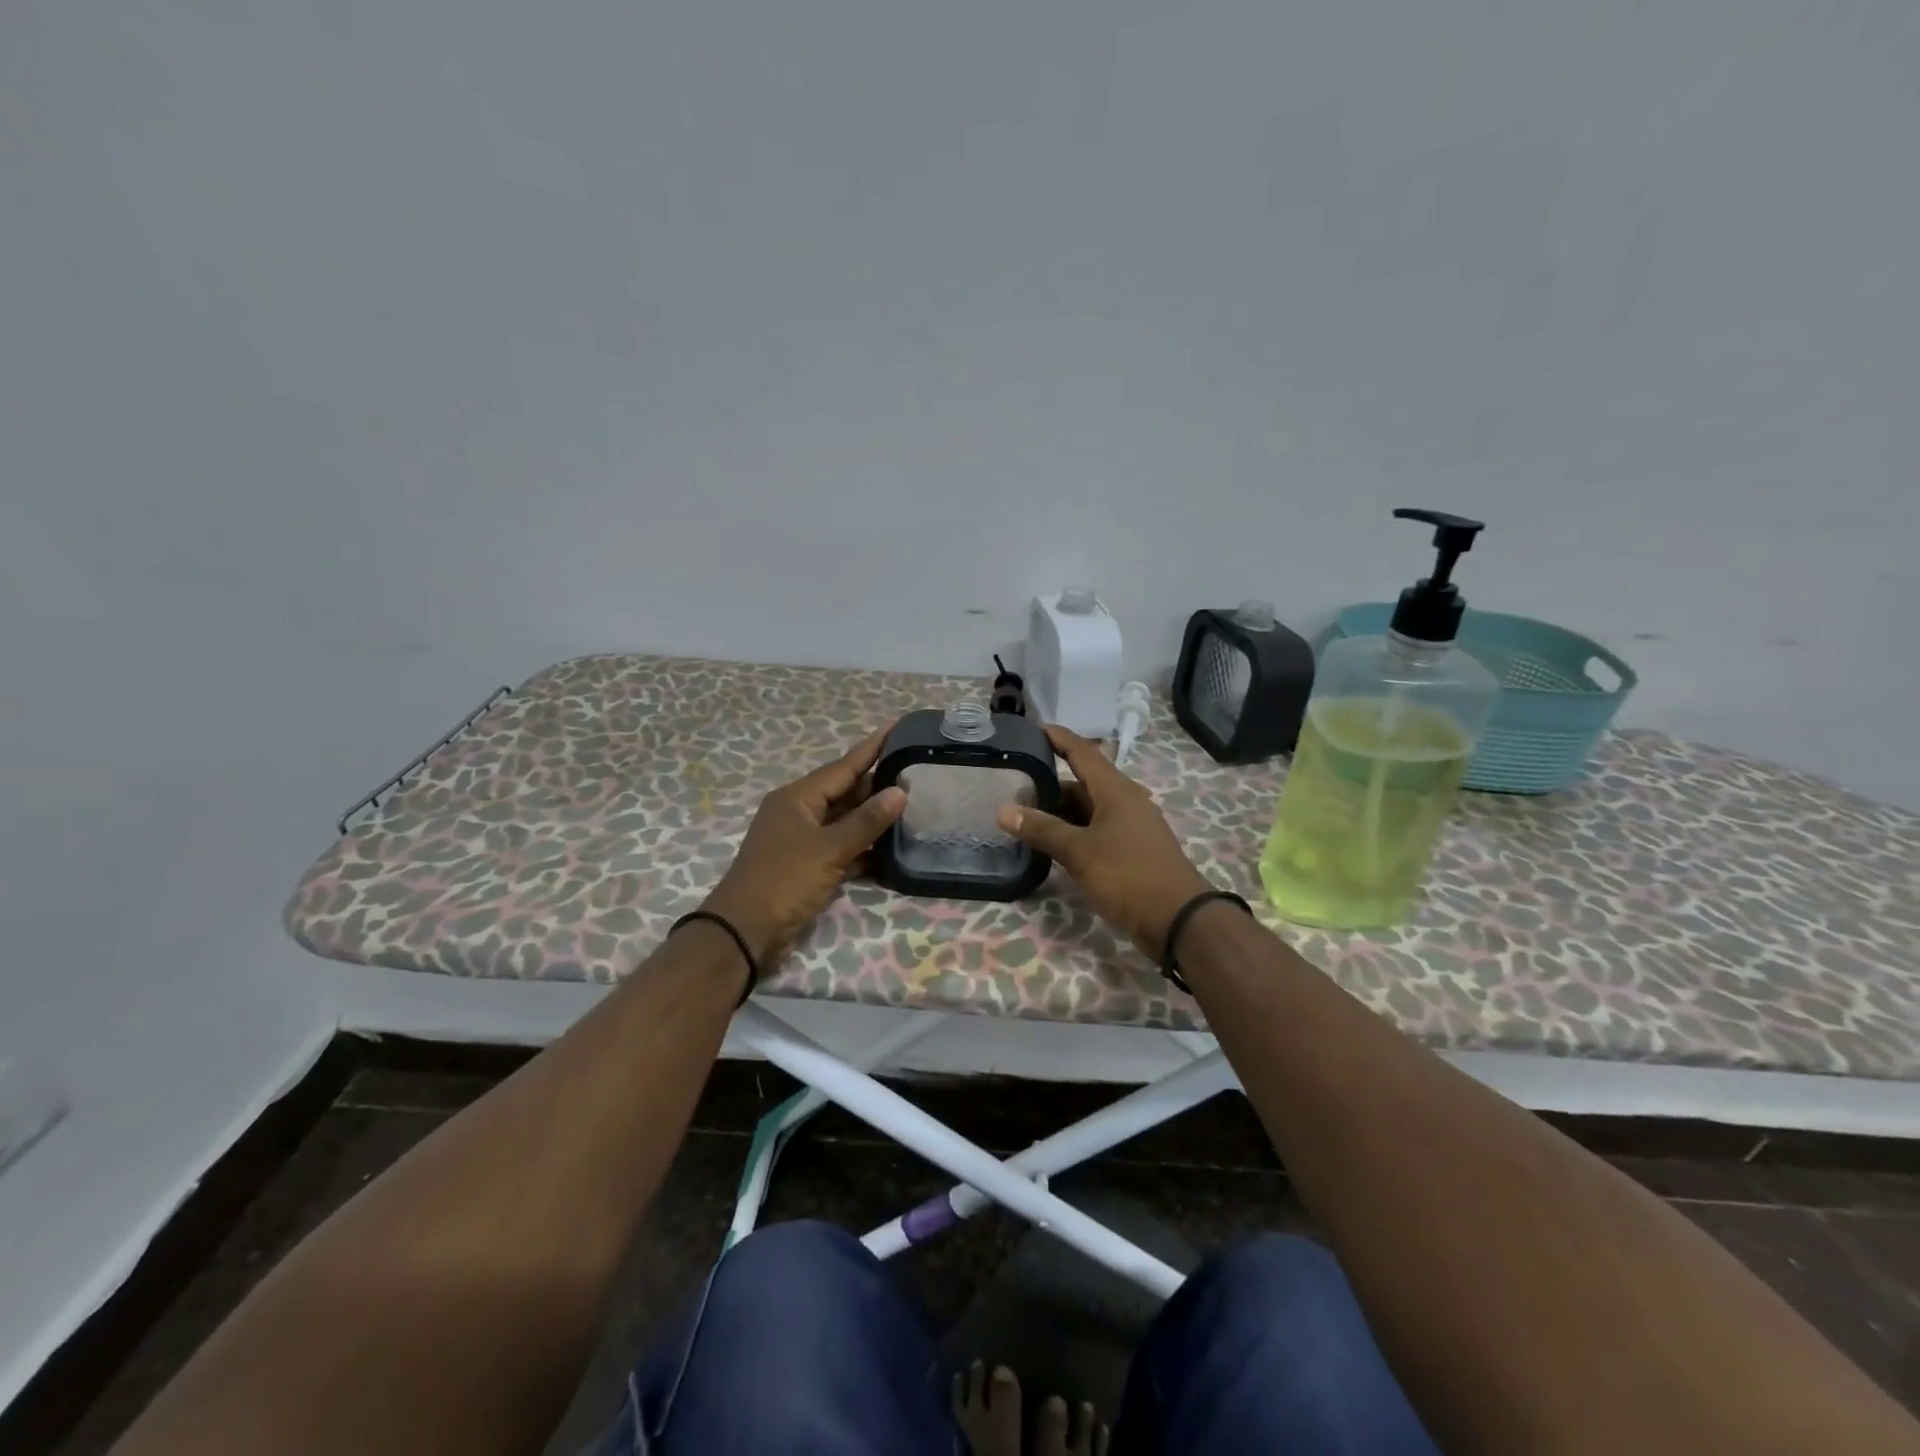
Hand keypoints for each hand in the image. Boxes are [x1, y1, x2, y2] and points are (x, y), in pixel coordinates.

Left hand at [701, 727, 906, 974]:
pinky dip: (863, 848)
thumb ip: (866, 821)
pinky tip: (892, 849)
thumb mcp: (829, 849)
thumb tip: (899, 791)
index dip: (871, 748)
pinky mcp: (808, 868)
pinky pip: (842, 848)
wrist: (745, 933)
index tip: (896, 727)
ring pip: (845, 821)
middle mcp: (799, 813)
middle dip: (877, 785)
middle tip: (916, 772)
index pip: (843, 766)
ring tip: (913, 806)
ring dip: (873, 818)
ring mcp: (803, 842)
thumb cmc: (784, 881)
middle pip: (845, 792)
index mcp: (797, 798)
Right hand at [997, 725, 1212, 958]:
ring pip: (1088, 809)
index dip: (1058, 738)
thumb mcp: (1079, 852)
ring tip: (1024, 816)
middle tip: (1014, 787)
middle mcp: (1124, 801)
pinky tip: (1051, 843)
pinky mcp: (1130, 850)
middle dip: (1049, 784)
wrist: (1178, 920)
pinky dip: (1072, 831)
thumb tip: (1003, 810)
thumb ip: (1042, 829)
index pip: (1082, 752)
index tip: (1033, 727)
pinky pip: (1095, 830)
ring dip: (1059, 811)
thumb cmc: (1128, 875)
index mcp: (1116, 790)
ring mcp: (1129, 826)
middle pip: (1082, 782)